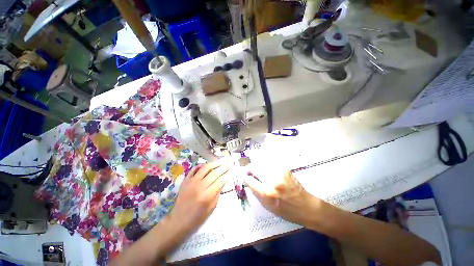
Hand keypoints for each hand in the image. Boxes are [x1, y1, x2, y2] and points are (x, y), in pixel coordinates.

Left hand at [169, 160, 231, 234]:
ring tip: (220, 162)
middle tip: (229, 164)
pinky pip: (194, 169)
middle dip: (223, 167)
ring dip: (214, 163)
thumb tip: (223, 180)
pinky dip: (200, 165)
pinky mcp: (185, 180)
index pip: (221, 180)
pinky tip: (206, 165)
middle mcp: (199, 186)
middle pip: (214, 172)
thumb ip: (218, 192)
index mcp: (207, 195)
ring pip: (205, 168)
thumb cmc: (197, 217)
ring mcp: (191, 182)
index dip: (228, 174)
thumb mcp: (212, 207)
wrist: (179, 220)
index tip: (233, 170)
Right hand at [244, 169, 319, 226]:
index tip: (244, 176)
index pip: (250, 180)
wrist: (306, 206)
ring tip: (257, 168)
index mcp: (267, 193)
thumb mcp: (267, 207)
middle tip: (248, 169)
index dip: (246, 177)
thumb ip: (256, 193)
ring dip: (258, 165)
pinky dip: (266, 164)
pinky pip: (270, 163)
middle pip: (255, 167)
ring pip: (262, 163)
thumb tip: (249, 181)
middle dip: (250, 167)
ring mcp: (279, 172)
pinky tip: (267, 168)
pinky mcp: (284, 168)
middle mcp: (272, 180)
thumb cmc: (286, 211)